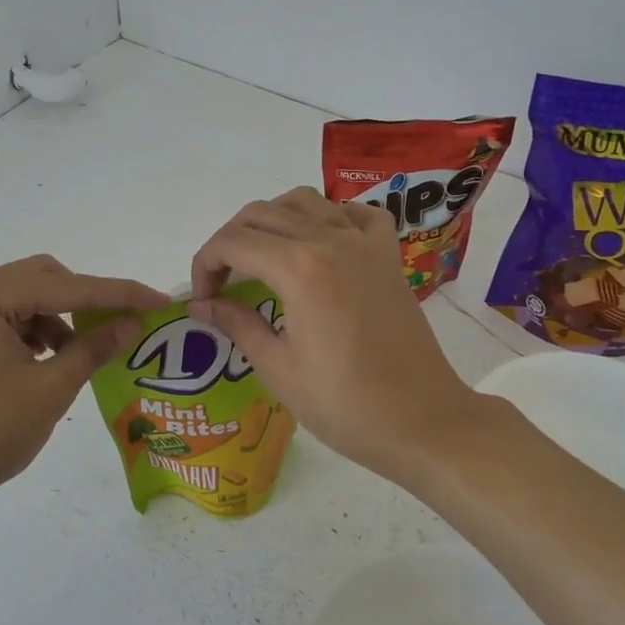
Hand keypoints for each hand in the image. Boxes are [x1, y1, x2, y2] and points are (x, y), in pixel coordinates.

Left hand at [0, 256, 167, 521]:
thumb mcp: (50, 390)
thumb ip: (93, 349)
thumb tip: (131, 323)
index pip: (69, 286)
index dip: (119, 294)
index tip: (159, 302)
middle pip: (42, 280)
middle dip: (85, 302)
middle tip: (119, 329)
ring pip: (22, 300)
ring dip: (57, 320)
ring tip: (76, 358)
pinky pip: (1, 320)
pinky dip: (31, 334)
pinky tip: (43, 364)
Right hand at [189, 188, 481, 487]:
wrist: (423, 422)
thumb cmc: (344, 404)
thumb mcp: (278, 369)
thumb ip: (237, 324)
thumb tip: (201, 305)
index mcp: (299, 268)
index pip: (233, 242)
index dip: (205, 264)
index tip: (202, 300)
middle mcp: (331, 240)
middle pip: (262, 213)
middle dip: (229, 241)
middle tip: (223, 283)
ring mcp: (365, 243)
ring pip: (305, 201)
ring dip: (272, 220)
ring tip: (262, 257)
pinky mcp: (389, 256)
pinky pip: (355, 213)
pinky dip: (329, 218)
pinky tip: (320, 245)